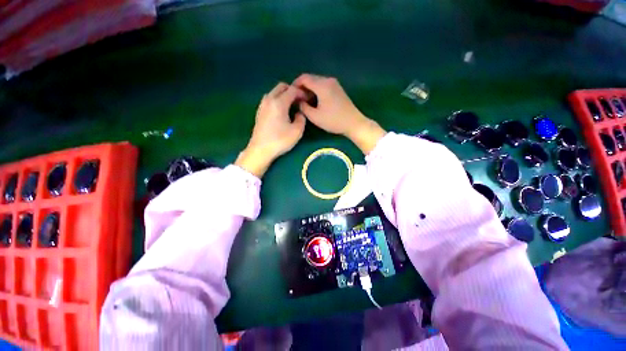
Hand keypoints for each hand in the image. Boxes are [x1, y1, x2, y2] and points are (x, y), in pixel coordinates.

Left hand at [236, 82, 306, 177]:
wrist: (260, 150)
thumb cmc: (280, 140)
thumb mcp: (297, 131)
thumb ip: (301, 118)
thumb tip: (299, 113)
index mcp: (279, 102)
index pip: (292, 90)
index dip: (301, 93)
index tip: (307, 99)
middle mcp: (269, 99)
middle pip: (281, 86)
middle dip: (292, 90)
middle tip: (299, 100)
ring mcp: (262, 105)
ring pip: (274, 92)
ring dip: (284, 95)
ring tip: (291, 106)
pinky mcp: (259, 112)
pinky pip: (270, 99)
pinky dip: (277, 100)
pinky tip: (282, 111)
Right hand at [293, 73, 385, 153]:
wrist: (353, 123)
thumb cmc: (334, 121)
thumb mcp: (315, 117)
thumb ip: (303, 107)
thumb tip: (298, 101)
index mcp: (322, 85)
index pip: (304, 78)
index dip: (295, 84)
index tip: (291, 95)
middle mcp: (328, 80)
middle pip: (311, 79)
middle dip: (302, 88)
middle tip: (298, 100)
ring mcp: (334, 84)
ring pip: (317, 82)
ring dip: (309, 90)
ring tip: (305, 102)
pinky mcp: (338, 89)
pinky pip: (323, 86)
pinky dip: (317, 91)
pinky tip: (315, 102)